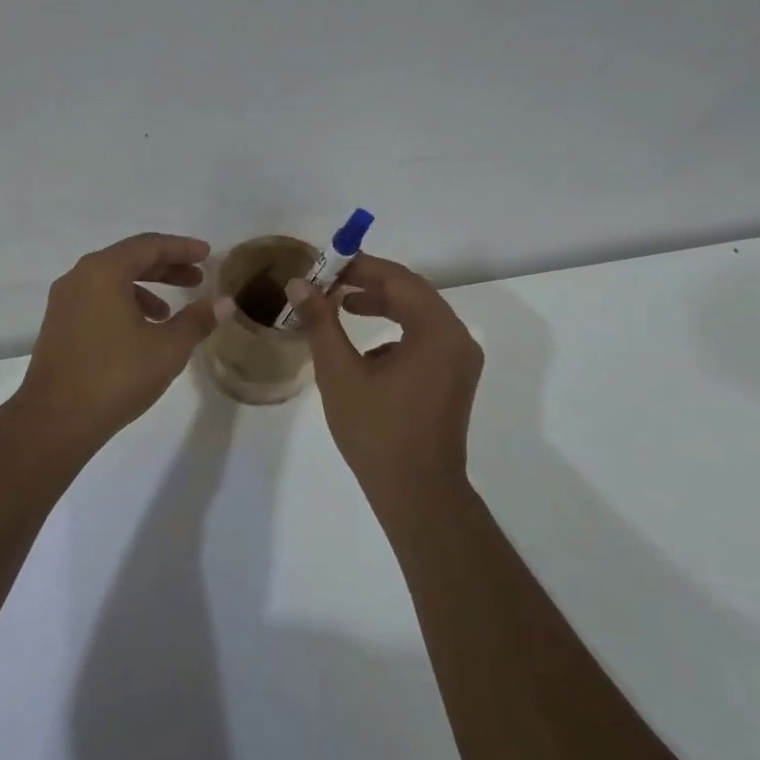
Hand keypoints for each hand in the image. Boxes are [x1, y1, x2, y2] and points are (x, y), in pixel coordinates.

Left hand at [14, 233, 230, 447]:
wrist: (55, 420)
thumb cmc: (116, 376)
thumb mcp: (167, 348)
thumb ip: (197, 320)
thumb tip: (225, 303)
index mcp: (103, 272)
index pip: (149, 245)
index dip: (182, 248)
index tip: (207, 254)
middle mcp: (79, 277)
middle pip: (129, 259)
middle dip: (166, 268)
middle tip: (197, 279)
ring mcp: (64, 302)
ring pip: (111, 282)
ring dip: (145, 289)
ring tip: (170, 314)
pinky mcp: (58, 326)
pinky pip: (97, 301)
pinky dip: (123, 305)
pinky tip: (141, 333)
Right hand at [288, 254, 483, 511]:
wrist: (417, 493)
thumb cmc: (376, 432)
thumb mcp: (340, 372)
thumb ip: (320, 322)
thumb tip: (299, 283)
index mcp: (437, 332)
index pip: (398, 279)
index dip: (359, 267)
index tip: (324, 266)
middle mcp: (457, 338)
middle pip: (413, 293)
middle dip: (370, 283)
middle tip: (330, 283)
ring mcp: (460, 360)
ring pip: (420, 315)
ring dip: (384, 304)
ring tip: (343, 305)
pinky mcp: (454, 378)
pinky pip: (426, 338)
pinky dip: (396, 330)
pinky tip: (367, 347)